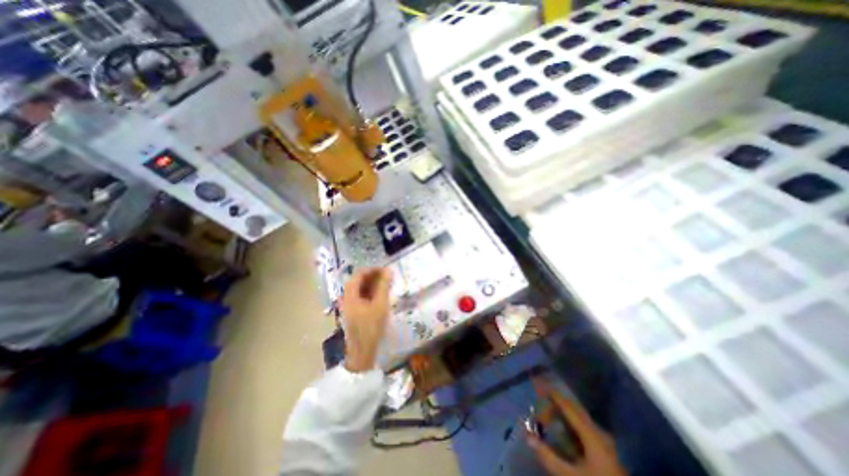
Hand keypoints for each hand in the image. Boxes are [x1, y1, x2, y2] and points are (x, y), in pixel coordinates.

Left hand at [341, 267, 391, 371]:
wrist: (362, 352)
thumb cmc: (371, 327)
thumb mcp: (380, 305)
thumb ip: (384, 286)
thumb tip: (388, 270)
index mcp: (350, 294)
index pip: (360, 274)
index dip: (373, 269)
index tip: (386, 270)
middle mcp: (347, 297)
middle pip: (359, 280)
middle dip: (373, 276)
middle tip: (388, 277)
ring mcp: (349, 305)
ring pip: (360, 288)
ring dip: (372, 284)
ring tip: (386, 284)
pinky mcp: (353, 311)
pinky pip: (361, 296)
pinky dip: (370, 292)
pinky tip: (380, 295)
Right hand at [529, 386, 625, 475]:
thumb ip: (549, 457)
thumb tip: (528, 437)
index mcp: (591, 434)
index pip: (568, 407)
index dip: (552, 394)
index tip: (539, 383)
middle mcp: (598, 432)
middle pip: (574, 409)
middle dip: (555, 404)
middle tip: (540, 404)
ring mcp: (604, 440)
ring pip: (579, 418)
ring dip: (562, 414)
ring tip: (547, 416)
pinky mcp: (605, 449)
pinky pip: (583, 427)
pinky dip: (569, 424)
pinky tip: (562, 430)